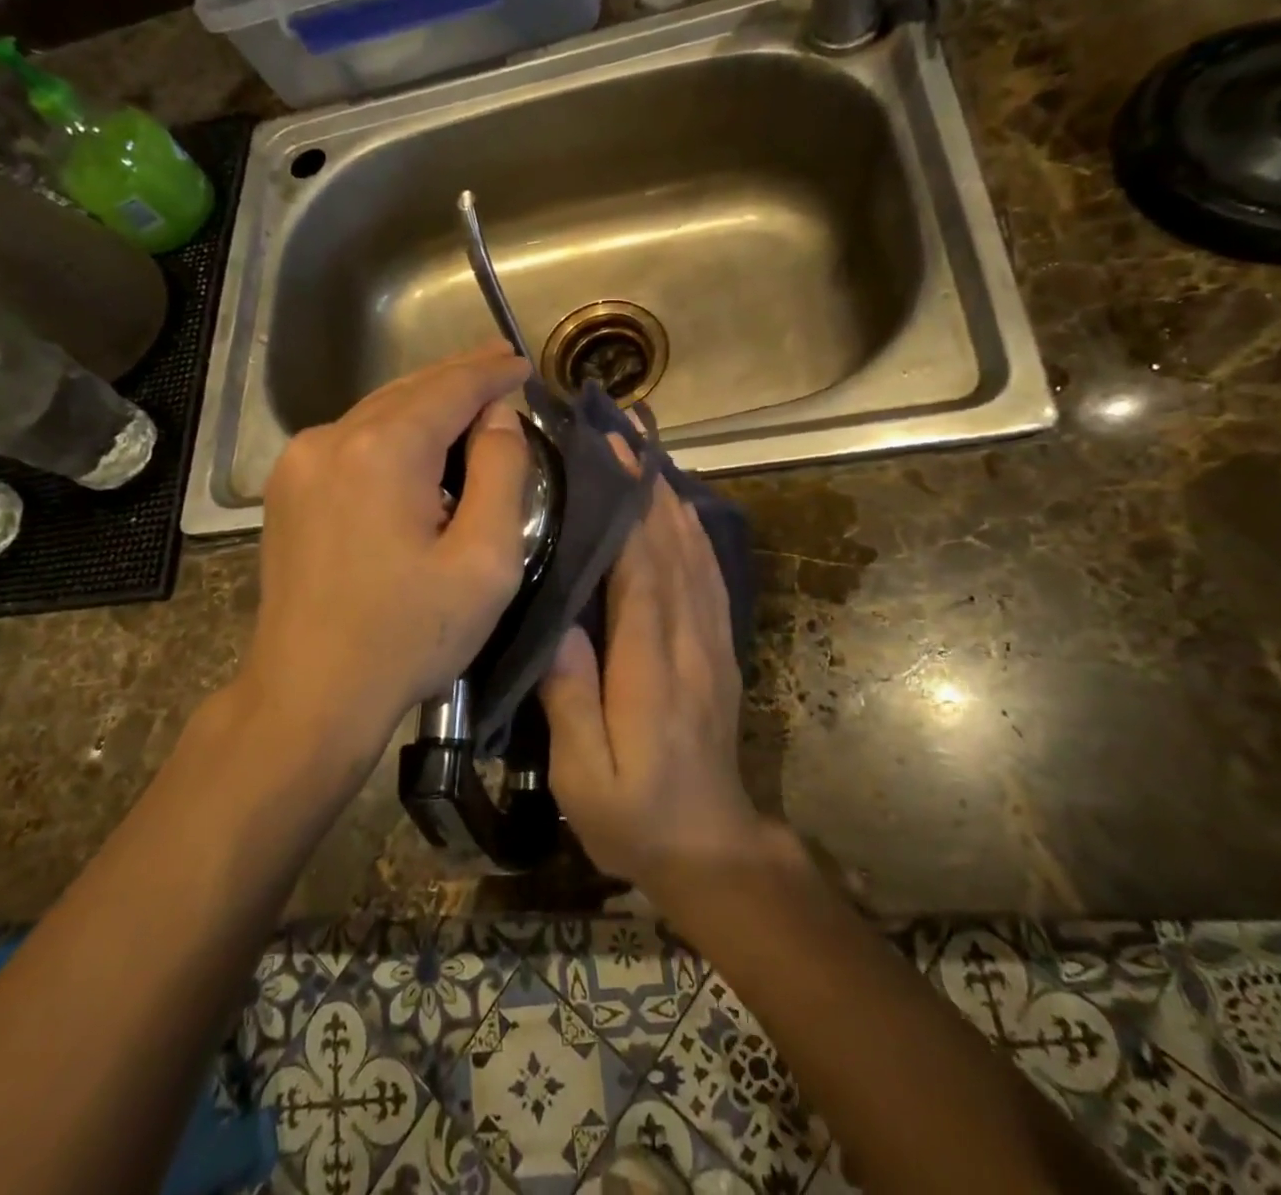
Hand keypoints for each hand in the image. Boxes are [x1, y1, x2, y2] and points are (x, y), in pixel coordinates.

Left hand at [236, 344, 532, 773]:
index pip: (450, 388)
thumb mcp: (484, 561)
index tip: (523, 361)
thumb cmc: (408, 635)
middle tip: (502, 360)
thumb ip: (501, 473)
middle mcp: (332, 438)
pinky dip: (394, 429)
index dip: (491, 372)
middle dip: (459, 375)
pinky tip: (418, 439)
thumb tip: (497, 417)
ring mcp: (300, 461)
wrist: (310, 694)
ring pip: (378, 410)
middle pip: (410, 389)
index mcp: (383, 450)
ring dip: (426, 402)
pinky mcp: (287, 487)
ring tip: (470, 396)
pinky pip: (353, 437)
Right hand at [538, 445, 761, 887]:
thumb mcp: (585, 776)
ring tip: (650, 455)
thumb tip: (561, 626)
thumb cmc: (634, 816)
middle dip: (650, 487)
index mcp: (652, 667)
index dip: (630, 509)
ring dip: (673, 500)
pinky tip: (680, 511)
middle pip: (673, 548)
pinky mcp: (720, 649)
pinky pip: (710, 578)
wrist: (710, 846)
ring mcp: (712, 642)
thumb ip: (572, 701)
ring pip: (696, 555)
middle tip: (626, 433)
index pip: (643, 570)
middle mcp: (689, 641)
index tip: (612, 457)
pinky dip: (694, 535)